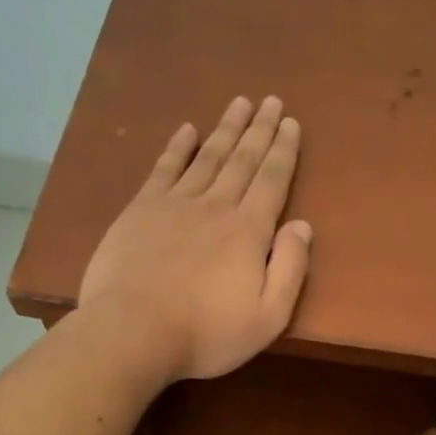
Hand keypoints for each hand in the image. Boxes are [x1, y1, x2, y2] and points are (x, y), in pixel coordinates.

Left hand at [79, 95, 312, 383]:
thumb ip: (290, 269)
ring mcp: (175, 204)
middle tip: (271, 101)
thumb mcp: (268, 317)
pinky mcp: (141, 210)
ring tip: (240, 103)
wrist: (133, 332)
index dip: (284, 151)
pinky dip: (177, 147)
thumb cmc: (207, 333)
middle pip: (243, 160)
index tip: (291, 123)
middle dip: (260, 130)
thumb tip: (302, 225)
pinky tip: (187, 130)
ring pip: (208, 157)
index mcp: (249, 232)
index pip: (272, 181)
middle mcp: (216, 207)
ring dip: (226, 129)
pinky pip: (164, 169)